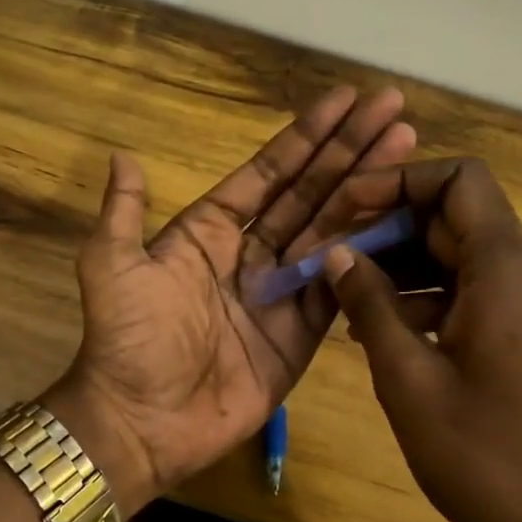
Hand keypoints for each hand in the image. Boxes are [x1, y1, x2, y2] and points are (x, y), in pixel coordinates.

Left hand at [49, 86, 415, 510]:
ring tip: (409, 147)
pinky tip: (402, 218)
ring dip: (369, 189)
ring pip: (332, 231)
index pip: (268, 172)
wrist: (142, 422)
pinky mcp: (302, 334)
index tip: (346, 99)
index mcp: (209, 231)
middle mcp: (250, 254)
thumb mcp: (112, 268)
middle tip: (394, 109)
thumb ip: (123, 213)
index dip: (306, 136)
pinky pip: (340, 286)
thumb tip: (122, 156)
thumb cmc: (127, 340)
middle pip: (310, 192)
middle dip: (350, 150)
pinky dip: (369, 254)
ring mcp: (280, 293)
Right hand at [319, 159, 521, 521]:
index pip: (460, 180)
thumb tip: (337, 252)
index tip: (346, 208)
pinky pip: (481, 294)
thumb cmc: (482, 454)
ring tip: (347, 301)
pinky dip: (433, 299)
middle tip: (332, 259)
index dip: (399, 181)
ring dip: (406, 268)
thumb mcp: (406, 377)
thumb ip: (369, 304)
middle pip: (458, 219)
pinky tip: (389, 333)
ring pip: (465, 258)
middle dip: (390, 230)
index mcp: (508, 270)